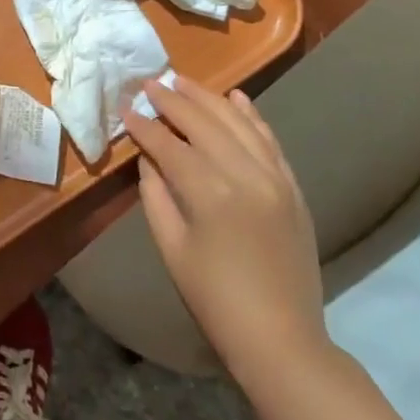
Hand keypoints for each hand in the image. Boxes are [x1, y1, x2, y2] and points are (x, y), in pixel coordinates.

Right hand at [123, 78, 330, 380]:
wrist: (280, 337)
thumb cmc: (214, 299)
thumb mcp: (172, 248)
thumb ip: (156, 196)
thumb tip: (147, 159)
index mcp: (210, 192)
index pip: (170, 144)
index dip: (144, 125)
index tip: (125, 107)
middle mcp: (246, 175)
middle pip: (205, 124)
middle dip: (174, 100)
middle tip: (150, 83)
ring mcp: (276, 179)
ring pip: (240, 124)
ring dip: (210, 99)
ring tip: (184, 82)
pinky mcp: (293, 189)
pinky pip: (271, 142)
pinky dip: (253, 117)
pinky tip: (237, 98)